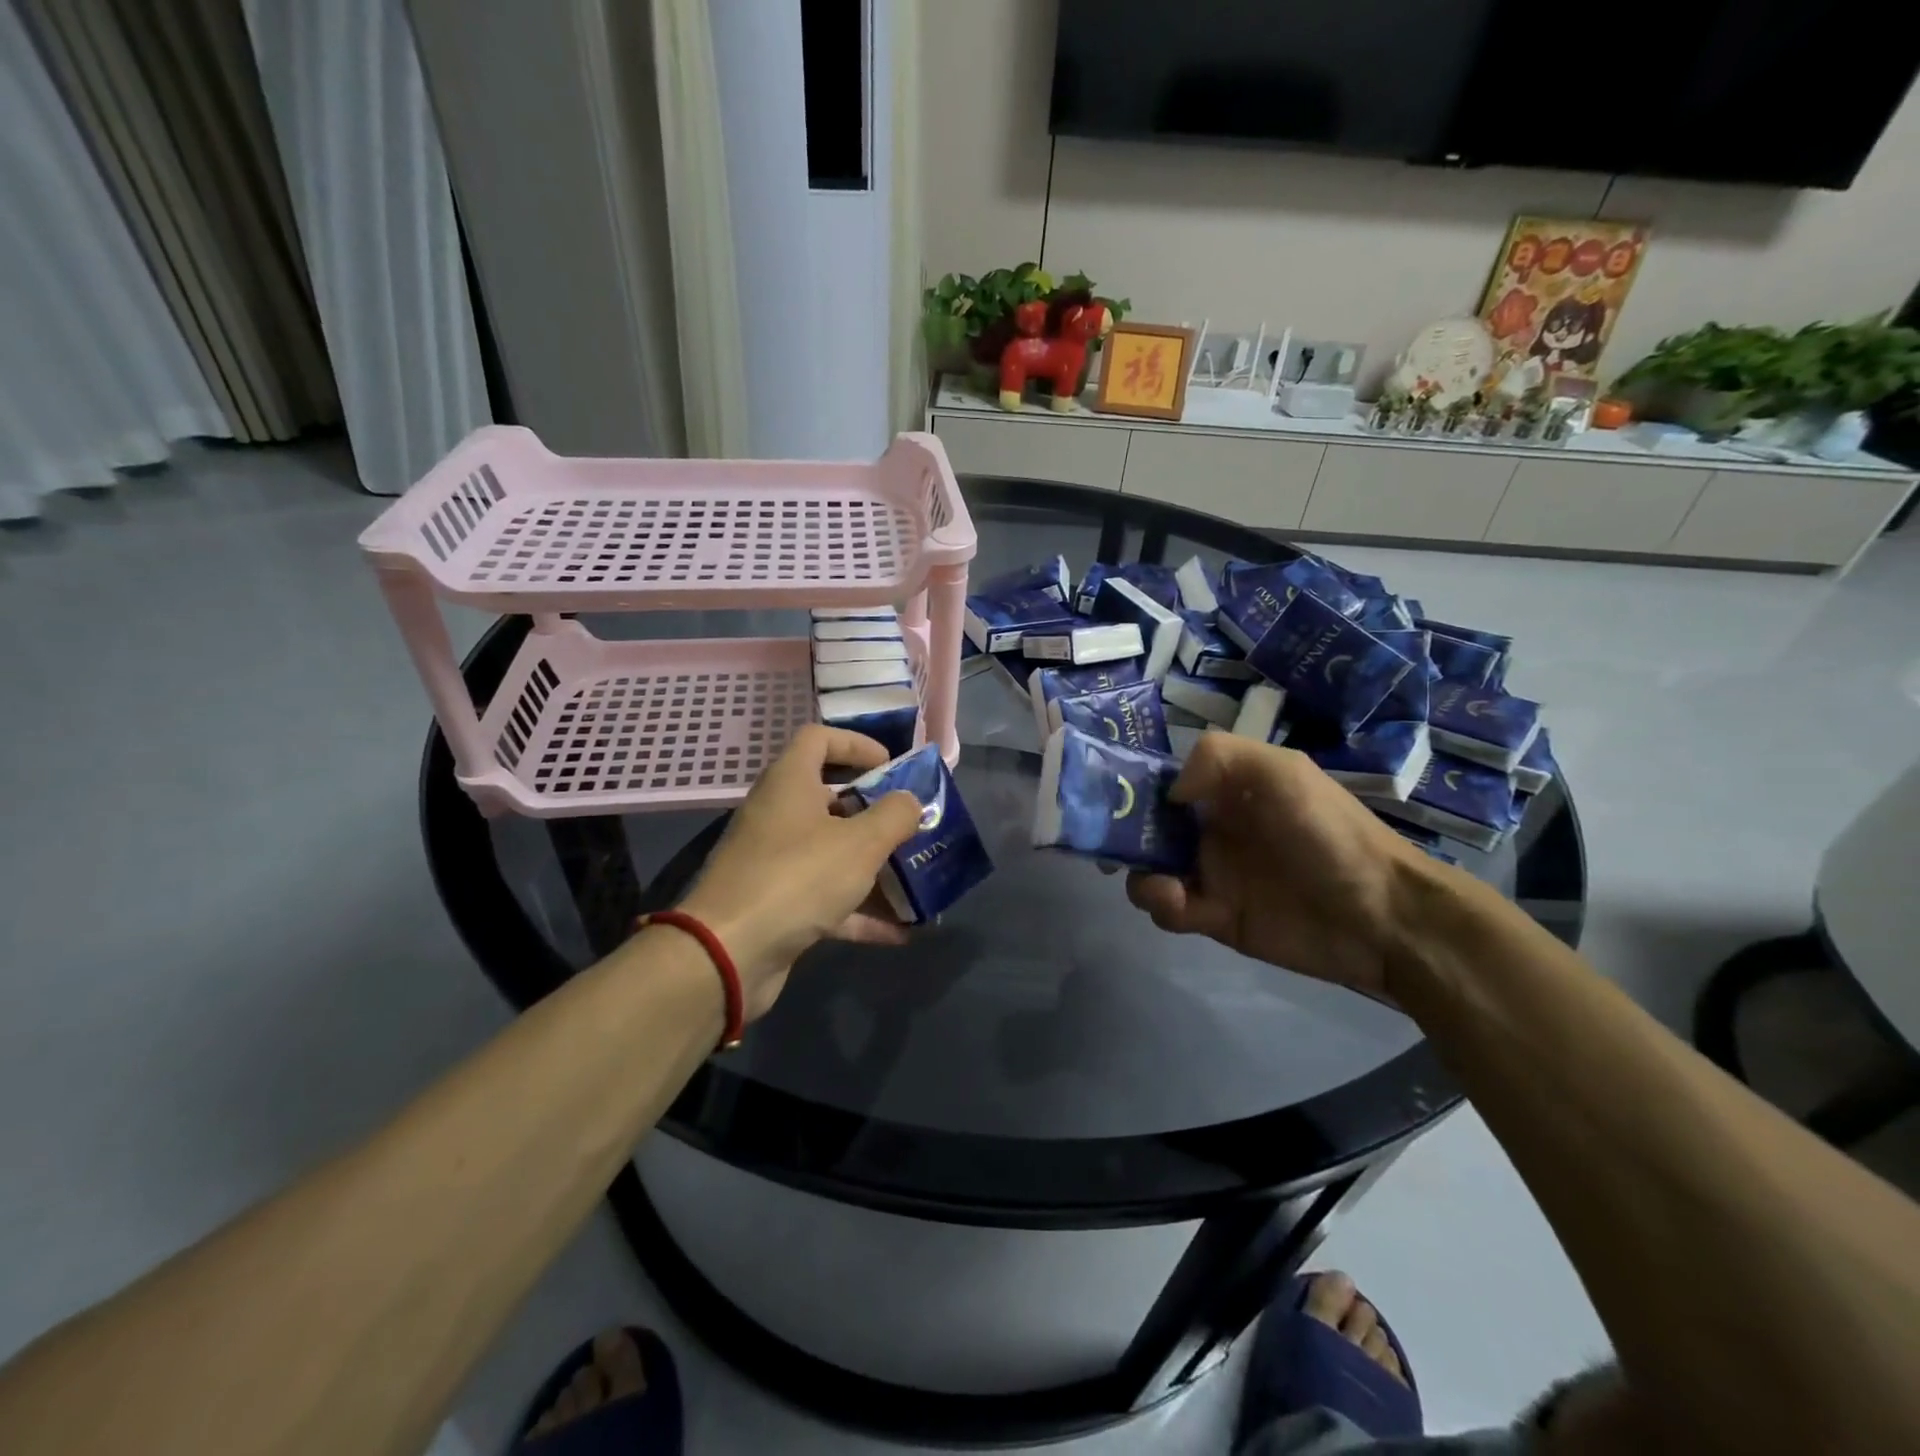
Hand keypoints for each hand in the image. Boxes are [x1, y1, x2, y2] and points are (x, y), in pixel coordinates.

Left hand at [678, 725, 922, 1018]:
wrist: (729, 953)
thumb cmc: (798, 878)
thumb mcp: (860, 842)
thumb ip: (894, 815)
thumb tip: (910, 801)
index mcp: (790, 783)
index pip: (819, 738)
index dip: (857, 744)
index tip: (891, 766)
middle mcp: (778, 815)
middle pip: (829, 798)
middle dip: (874, 811)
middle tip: (910, 824)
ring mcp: (774, 862)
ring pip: (830, 852)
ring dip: (872, 865)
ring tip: (915, 877)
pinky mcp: (776, 904)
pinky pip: (825, 898)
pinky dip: (859, 910)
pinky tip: (900, 931)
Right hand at [1125, 733, 1429, 1000]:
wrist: (1381, 916)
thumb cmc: (1328, 834)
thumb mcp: (1281, 773)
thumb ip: (1217, 758)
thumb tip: (1167, 792)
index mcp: (1223, 788)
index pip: (1162, 780)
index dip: (1131, 787)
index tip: (1104, 798)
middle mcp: (1209, 826)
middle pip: (1144, 827)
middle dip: (1121, 836)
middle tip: (1111, 848)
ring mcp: (1210, 873)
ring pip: (1148, 869)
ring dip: (1140, 875)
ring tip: (1162, 886)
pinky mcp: (1213, 917)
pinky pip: (1168, 909)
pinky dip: (1162, 906)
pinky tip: (1181, 905)